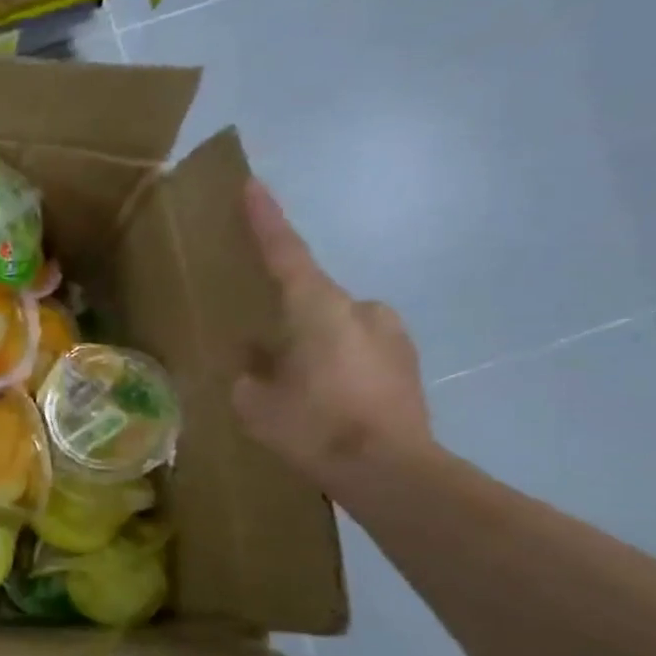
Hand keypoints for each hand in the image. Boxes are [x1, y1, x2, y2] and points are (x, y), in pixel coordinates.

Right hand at [233, 180, 432, 495]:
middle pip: (311, 300)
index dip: (265, 219)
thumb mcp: (255, 400)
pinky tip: (323, 404)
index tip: (252, 184)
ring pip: (334, 329)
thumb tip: (254, 353)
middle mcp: (360, 309)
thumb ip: (250, 368)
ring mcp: (390, 336)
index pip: (284, 252)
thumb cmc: (313, 426)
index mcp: (318, 308)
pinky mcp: (406, 365)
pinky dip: (335, 367)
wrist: (391, 471)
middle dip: (286, 321)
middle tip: (263, 355)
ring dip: (311, 348)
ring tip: (293, 391)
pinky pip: (355, 352)